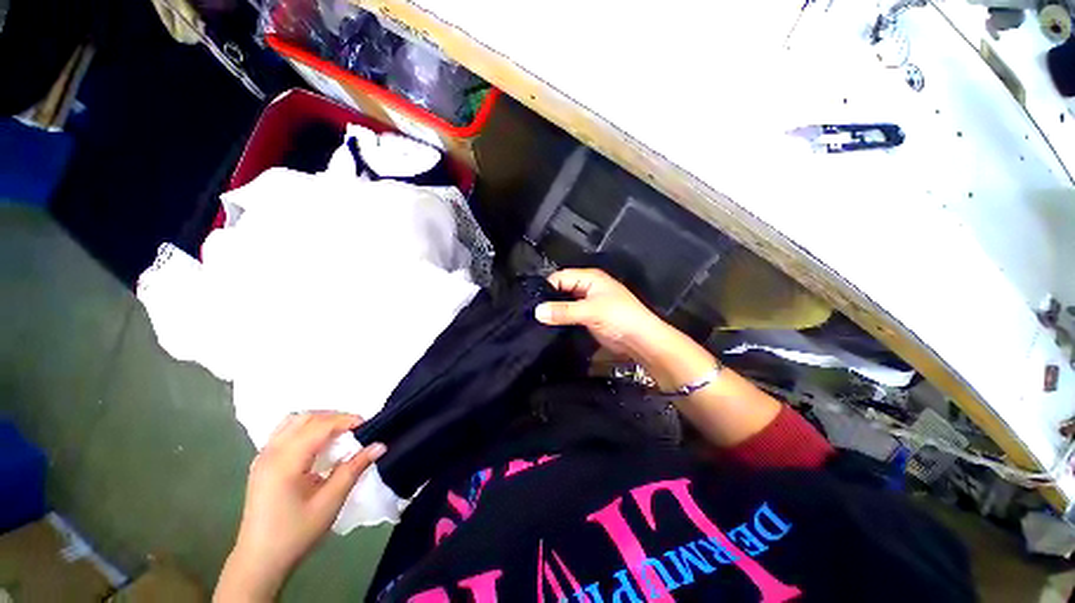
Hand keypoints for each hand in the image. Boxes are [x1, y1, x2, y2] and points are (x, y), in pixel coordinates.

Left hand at [215, 412, 384, 601]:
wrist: (259, 561)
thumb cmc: (296, 533)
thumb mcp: (330, 502)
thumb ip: (354, 469)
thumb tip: (379, 445)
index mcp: (286, 462)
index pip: (320, 427)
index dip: (346, 420)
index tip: (368, 425)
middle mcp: (271, 453)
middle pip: (305, 418)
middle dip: (334, 417)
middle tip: (356, 429)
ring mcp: (262, 457)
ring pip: (292, 422)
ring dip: (318, 421)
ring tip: (339, 433)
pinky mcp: (261, 464)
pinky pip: (284, 432)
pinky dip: (305, 429)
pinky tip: (317, 444)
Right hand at [535, 268, 666, 357]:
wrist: (640, 340)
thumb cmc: (620, 317)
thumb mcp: (590, 311)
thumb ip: (563, 311)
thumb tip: (537, 311)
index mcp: (589, 278)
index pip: (560, 277)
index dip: (546, 287)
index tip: (532, 302)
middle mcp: (586, 288)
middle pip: (561, 290)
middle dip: (548, 300)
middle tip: (531, 313)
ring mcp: (587, 304)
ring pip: (564, 304)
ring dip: (554, 311)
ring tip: (537, 321)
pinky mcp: (588, 318)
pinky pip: (569, 315)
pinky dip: (561, 320)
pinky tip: (549, 327)